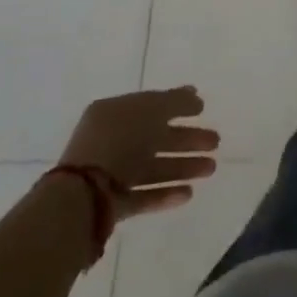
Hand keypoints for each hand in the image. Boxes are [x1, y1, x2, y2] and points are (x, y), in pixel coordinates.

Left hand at [59, 87, 219, 224]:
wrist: (81, 198)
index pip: (151, 105)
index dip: (178, 104)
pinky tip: (189, 193)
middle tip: (215, 142)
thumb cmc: (118, 143)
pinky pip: (144, 194)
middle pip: (156, 137)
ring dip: (183, 166)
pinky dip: (166, 193)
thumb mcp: (151, 110)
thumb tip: (193, 92)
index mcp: (114, 113)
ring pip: (153, 166)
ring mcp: (110, 174)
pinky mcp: (112, 204)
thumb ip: (175, 101)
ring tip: (211, 169)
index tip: (203, 108)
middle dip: (187, 139)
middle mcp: (111, 141)